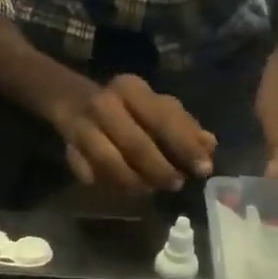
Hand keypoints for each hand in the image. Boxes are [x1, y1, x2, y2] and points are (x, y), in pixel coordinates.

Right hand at [52, 73, 216, 192]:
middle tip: (176, 184)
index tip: (204, 169)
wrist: (72, 100)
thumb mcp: (157, 109)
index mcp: (132, 89)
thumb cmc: (127, 109)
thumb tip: (209, 146)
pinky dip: (105, 182)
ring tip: (150, 189)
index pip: (163, 118)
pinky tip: (122, 189)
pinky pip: (88, 172)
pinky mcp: (68, 147)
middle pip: (136, 144)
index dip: (185, 146)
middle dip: (160, 169)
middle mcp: (105, 104)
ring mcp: (83, 126)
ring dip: (134, 181)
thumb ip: (183, 127)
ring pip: (109, 162)